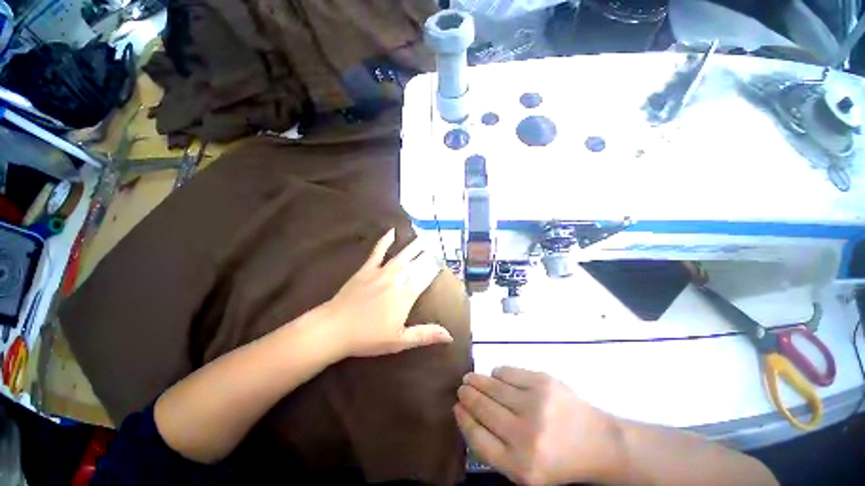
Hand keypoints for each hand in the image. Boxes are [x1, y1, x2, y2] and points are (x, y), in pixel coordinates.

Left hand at [322, 229, 451, 357]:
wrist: (334, 328)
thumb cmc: (368, 337)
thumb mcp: (400, 341)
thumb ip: (425, 335)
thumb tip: (450, 336)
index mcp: (407, 295)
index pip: (426, 276)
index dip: (435, 268)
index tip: (443, 262)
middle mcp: (397, 279)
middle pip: (417, 263)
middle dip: (428, 255)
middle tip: (437, 247)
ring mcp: (381, 272)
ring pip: (402, 255)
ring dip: (414, 246)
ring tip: (424, 237)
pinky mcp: (367, 269)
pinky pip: (378, 252)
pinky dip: (385, 241)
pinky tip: (391, 231)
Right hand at [455, 367, 624, 484]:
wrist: (599, 444)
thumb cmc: (557, 460)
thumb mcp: (524, 470)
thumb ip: (494, 448)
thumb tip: (466, 413)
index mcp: (519, 465)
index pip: (477, 436)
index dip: (463, 418)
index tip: (456, 406)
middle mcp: (525, 434)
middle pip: (482, 407)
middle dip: (466, 394)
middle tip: (461, 387)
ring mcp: (535, 404)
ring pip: (492, 385)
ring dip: (477, 380)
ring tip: (471, 378)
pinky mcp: (543, 381)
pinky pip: (507, 371)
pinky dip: (497, 373)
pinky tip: (497, 377)